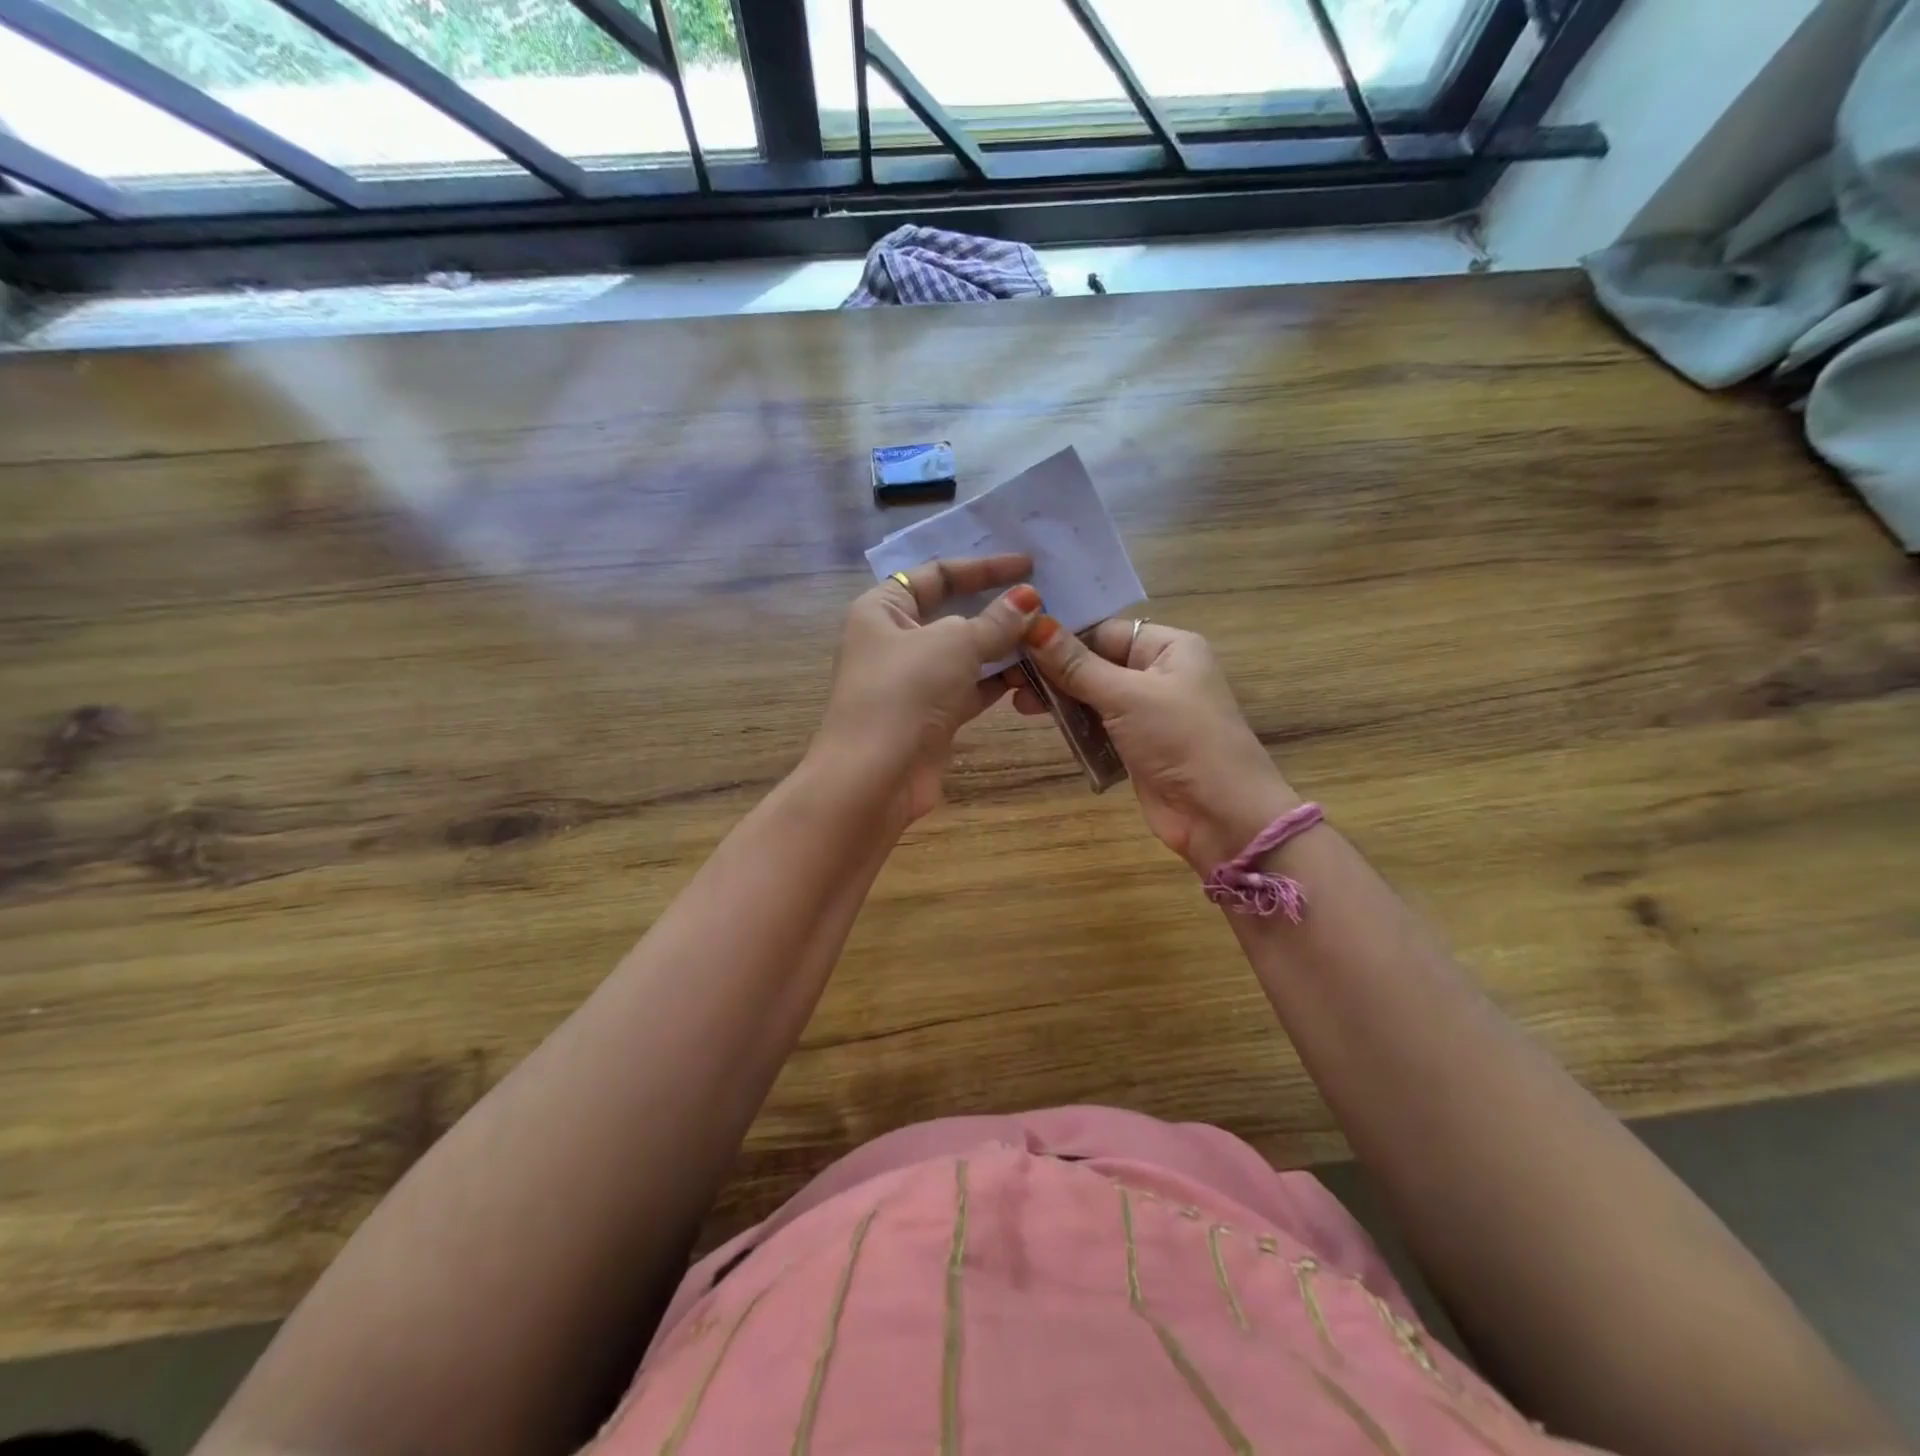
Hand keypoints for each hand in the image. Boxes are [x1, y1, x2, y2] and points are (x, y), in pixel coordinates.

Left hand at [817, 554, 1040, 822]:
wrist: (875, 777)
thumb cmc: (905, 692)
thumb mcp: (954, 644)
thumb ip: (995, 621)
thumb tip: (1029, 599)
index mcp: (882, 609)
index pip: (936, 574)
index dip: (983, 567)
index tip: (1028, 565)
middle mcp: (894, 640)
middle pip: (952, 613)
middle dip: (997, 607)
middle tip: (1045, 600)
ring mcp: (913, 681)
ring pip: (965, 654)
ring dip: (1003, 646)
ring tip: (1049, 635)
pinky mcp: (931, 715)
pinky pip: (971, 687)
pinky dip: (999, 681)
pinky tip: (1034, 673)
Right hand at [1013, 616, 1300, 870]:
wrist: (1220, 814)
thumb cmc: (1181, 740)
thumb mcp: (1126, 696)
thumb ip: (1076, 664)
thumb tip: (1033, 625)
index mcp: (1169, 647)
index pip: (1104, 631)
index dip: (1062, 637)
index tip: (1016, 643)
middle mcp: (1159, 673)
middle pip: (1096, 662)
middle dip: (1055, 670)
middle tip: (1010, 678)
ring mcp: (1148, 711)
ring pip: (1093, 695)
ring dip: (1060, 699)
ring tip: (1019, 703)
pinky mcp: (1136, 745)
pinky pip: (1098, 725)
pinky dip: (1074, 725)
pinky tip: (1041, 722)